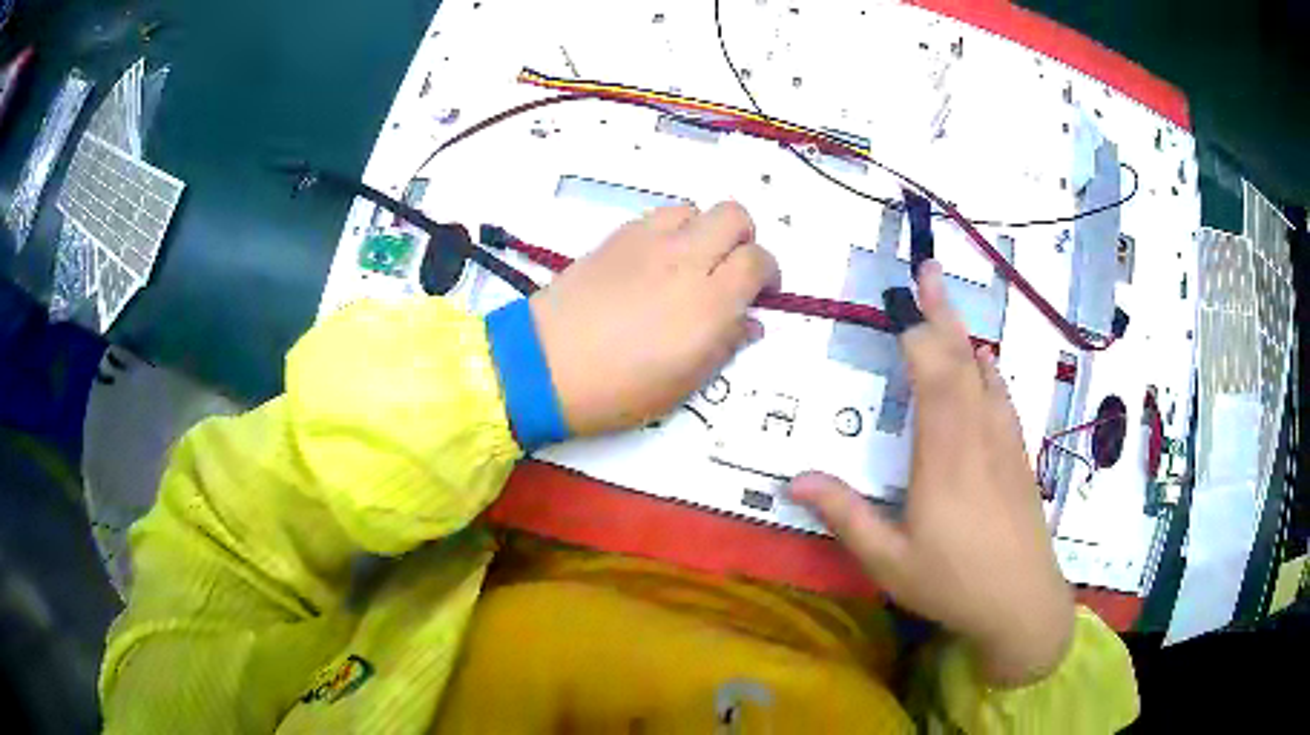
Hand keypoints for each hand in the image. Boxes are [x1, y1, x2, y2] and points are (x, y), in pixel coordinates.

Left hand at [530, 202, 778, 436]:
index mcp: (710, 301)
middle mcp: (685, 259)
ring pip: (695, 210)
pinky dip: (670, 231)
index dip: (767, 273)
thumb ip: (726, 345)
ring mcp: (648, 242)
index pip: (758, 260)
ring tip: (690, 264)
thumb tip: (750, 322)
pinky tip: (654, 263)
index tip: (760, 293)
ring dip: (704, 231)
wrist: (546, 365)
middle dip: (744, 238)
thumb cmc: (619, 389)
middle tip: (731, 270)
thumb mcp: (684, 383)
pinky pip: (658, 217)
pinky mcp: (616, 237)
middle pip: (734, 215)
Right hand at [789, 261, 1073, 686]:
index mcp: (944, 458)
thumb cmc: (953, 584)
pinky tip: (985, 361)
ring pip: (985, 374)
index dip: (916, 336)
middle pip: (961, 361)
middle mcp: (978, 437)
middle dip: (942, 312)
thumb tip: (795, 480)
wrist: (1023, 603)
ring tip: (947, 301)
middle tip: (927, 269)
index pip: (933, 378)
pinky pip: (1003, 397)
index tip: (897, 304)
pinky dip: (989, 369)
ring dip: (964, 333)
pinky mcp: (1019, 457)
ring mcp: (1004, 444)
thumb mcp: (890, 561)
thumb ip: (846, 517)